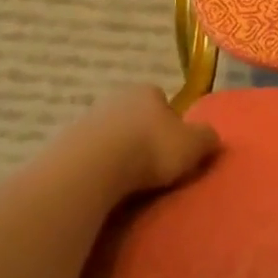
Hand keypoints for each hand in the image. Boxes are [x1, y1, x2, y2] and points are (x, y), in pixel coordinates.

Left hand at [79, 85, 220, 194]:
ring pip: (110, 134)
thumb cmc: (151, 149)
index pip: (162, 101)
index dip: (170, 123)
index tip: (173, 147)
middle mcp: (116, 97)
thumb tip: (211, 138)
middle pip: (134, 116)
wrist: (93, 166)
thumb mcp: (194, 145)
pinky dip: (98, 166)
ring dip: (118, 151)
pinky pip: (90, 154)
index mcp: (147, 91)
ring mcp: (87, 119)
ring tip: (128, 180)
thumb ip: (207, 138)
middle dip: (142, 135)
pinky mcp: (66, 143)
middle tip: (152, 165)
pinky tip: (105, 185)